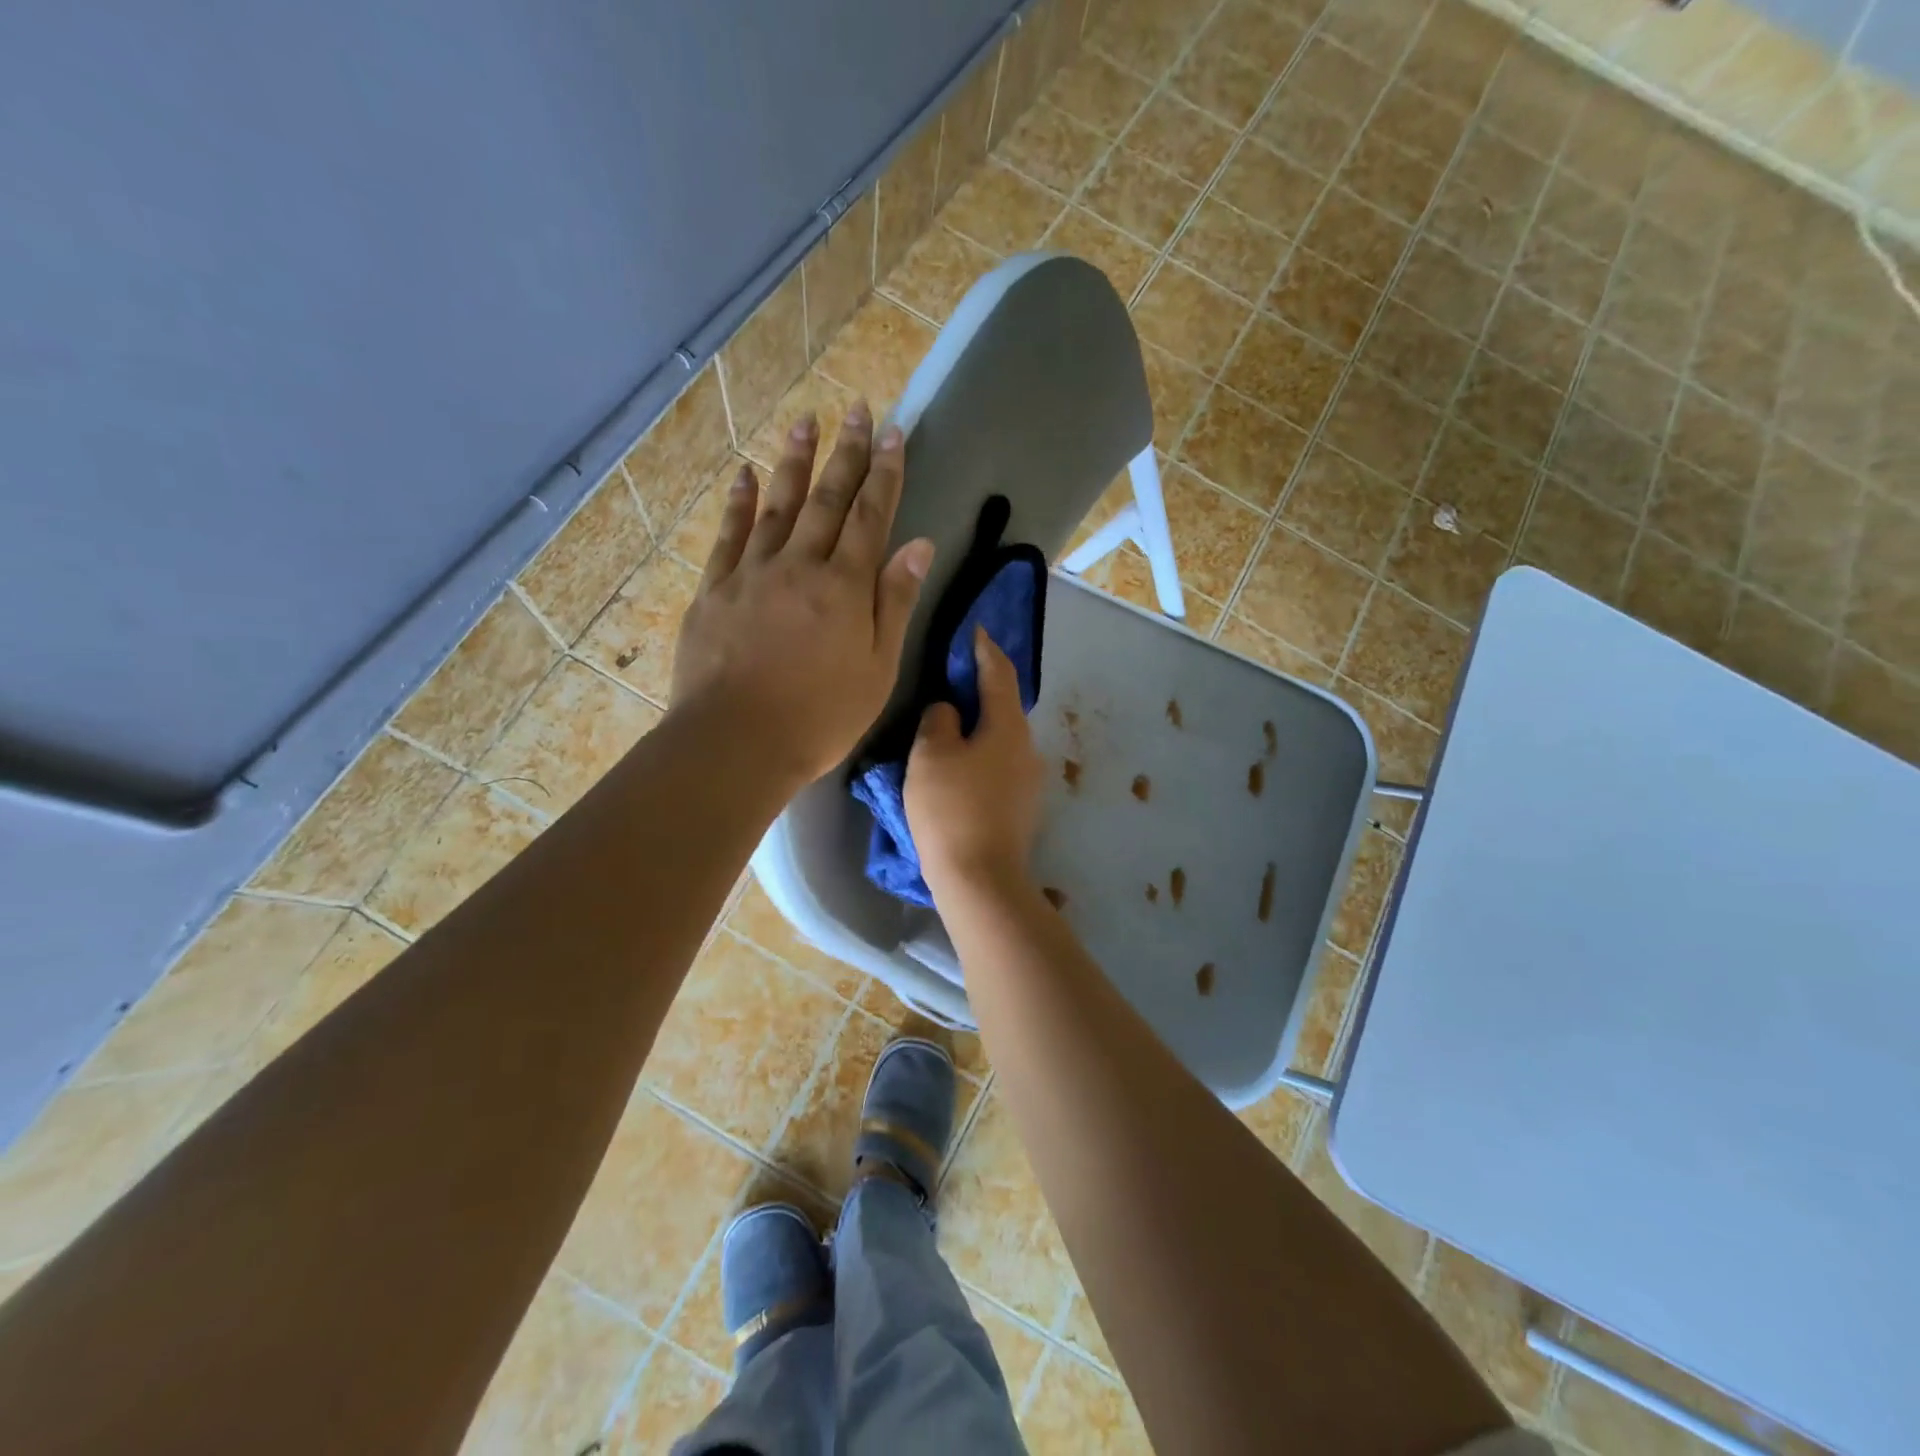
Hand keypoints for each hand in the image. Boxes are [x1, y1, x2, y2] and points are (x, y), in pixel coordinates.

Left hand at [670, 402, 933, 787]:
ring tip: (806, 422)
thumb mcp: (878, 668)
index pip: (871, 517)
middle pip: (828, 500)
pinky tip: (745, 474)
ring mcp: (751, 573)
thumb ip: (895, 602)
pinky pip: (728, 535)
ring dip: (794, 463)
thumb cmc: (821, 716)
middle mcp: (799, 565)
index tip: (894, 433)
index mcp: (844, 587)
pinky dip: (738, 502)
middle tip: (858, 410)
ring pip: (778, 505)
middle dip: (847, 453)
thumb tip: (919, 545)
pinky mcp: (714, 590)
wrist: (737, 742)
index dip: (885, 473)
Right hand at [905, 628, 1043, 893]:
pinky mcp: (1021, 808)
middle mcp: (1027, 748)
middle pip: (1003, 708)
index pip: (999, 674)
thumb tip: (950, 711)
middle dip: (980, 692)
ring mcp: (1029, 782)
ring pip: (1000, 741)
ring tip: (948, 729)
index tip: (976, 631)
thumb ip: (939, 720)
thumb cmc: (951, 809)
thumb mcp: (931, 755)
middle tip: (950, 683)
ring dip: (978, 729)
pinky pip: (999, 768)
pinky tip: (959, 768)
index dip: (985, 649)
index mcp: (1008, 727)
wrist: (980, 879)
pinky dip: (980, 757)